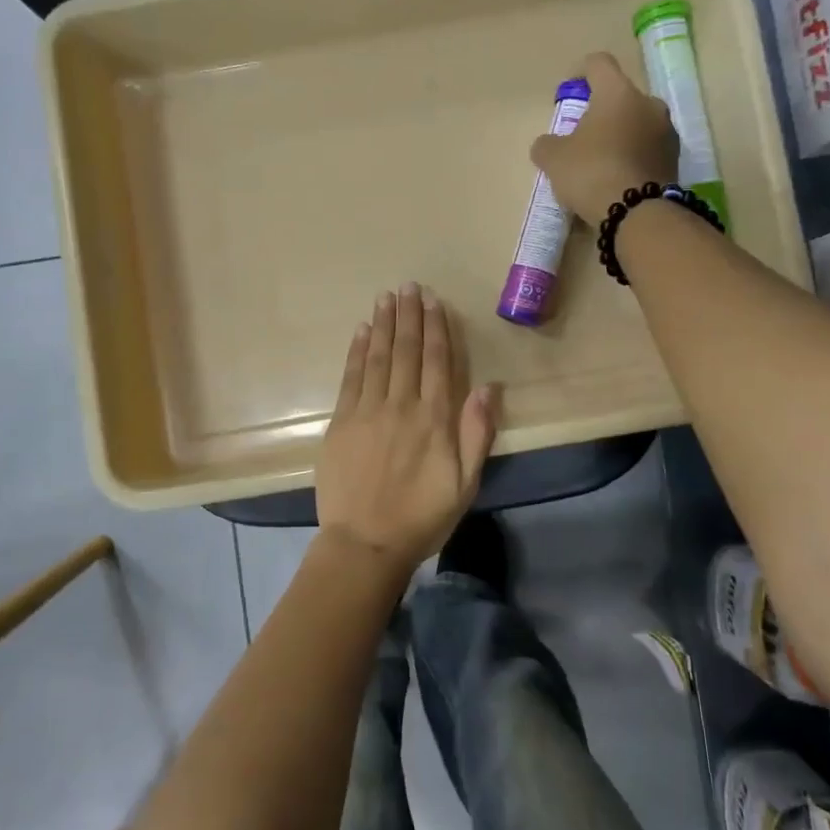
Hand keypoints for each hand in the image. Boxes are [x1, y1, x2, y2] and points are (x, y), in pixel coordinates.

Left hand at [315, 283, 498, 566]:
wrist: (365, 543)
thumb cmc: (422, 518)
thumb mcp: (465, 484)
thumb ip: (477, 433)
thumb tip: (488, 387)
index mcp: (434, 419)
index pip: (436, 362)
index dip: (436, 329)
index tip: (434, 302)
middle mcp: (401, 406)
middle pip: (405, 351)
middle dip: (409, 316)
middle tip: (409, 286)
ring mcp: (366, 412)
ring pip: (377, 357)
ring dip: (383, 324)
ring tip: (386, 297)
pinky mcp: (340, 423)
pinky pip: (350, 377)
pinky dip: (356, 351)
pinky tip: (361, 331)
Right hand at [530, 51, 679, 221]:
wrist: (636, 213)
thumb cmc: (591, 172)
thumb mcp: (554, 159)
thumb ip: (546, 145)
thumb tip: (547, 144)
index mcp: (618, 92)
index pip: (599, 63)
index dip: (580, 72)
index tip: (568, 91)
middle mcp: (648, 103)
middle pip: (621, 97)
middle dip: (602, 112)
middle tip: (583, 136)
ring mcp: (666, 131)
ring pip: (637, 123)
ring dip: (620, 135)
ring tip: (602, 162)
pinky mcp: (675, 159)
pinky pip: (648, 149)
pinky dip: (633, 156)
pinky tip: (618, 178)